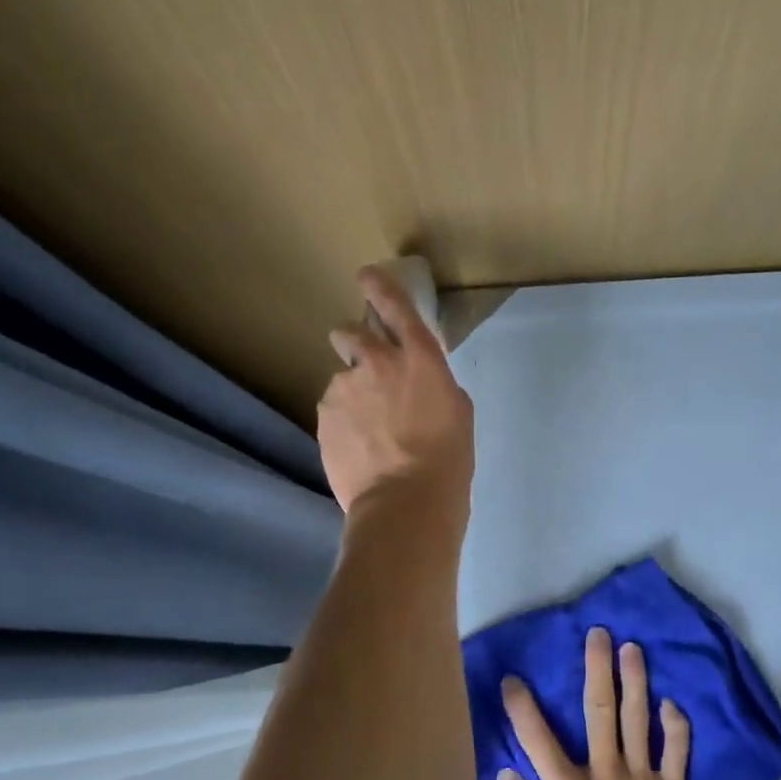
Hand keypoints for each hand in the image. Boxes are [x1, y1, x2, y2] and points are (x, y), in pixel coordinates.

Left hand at [317, 265, 473, 516]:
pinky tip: (359, 449)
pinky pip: (332, 411)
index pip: (395, 306)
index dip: (379, 286)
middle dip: (354, 343)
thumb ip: (433, 385)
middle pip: (349, 333)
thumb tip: (416, 385)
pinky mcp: (323, 418)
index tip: (366, 276)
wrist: (404, 502)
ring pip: (342, 381)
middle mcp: (375, 363)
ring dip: (352, 395)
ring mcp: (343, 390)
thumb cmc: (447, 459)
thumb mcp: (457, 413)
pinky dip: (343, 423)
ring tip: (369, 433)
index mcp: (419, 358)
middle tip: (367, 372)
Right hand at [498, 627, 693, 779]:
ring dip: (636, 681)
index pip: (538, 740)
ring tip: (633, 649)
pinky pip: (677, 752)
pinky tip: (671, 703)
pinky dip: (675, 726)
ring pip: (639, 720)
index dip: (522, 707)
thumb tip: (509, 775)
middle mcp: (607, 776)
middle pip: (600, 711)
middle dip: (597, 669)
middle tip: (598, 634)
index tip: (514, 679)